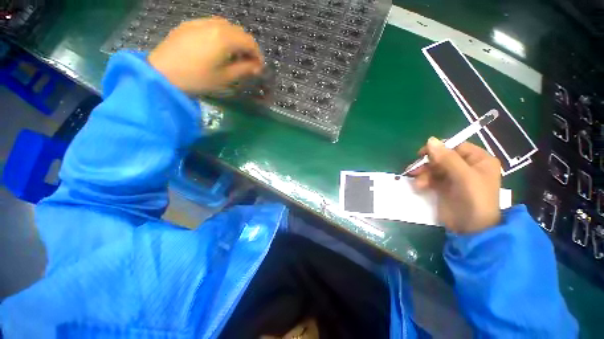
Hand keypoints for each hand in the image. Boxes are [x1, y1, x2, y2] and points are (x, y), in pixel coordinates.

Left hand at [148, 17, 263, 94]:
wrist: (162, 74)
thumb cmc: (198, 79)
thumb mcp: (225, 78)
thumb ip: (244, 69)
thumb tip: (257, 67)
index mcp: (225, 37)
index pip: (249, 41)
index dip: (257, 54)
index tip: (258, 67)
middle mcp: (214, 24)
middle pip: (238, 31)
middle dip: (247, 46)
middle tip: (247, 62)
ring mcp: (199, 22)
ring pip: (225, 26)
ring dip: (234, 39)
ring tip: (233, 55)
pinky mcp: (189, 25)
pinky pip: (211, 25)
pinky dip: (221, 35)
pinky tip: (217, 47)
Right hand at [410, 138, 501, 232]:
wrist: (471, 229)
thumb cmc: (475, 200)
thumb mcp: (464, 177)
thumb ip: (447, 158)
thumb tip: (430, 140)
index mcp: (478, 160)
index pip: (455, 147)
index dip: (439, 149)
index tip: (423, 154)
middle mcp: (466, 166)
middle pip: (442, 157)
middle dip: (428, 164)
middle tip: (415, 170)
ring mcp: (454, 177)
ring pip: (433, 168)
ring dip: (423, 174)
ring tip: (419, 183)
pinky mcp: (444, 187)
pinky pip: (430, 178)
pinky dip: (423, 181)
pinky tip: (419, 187)